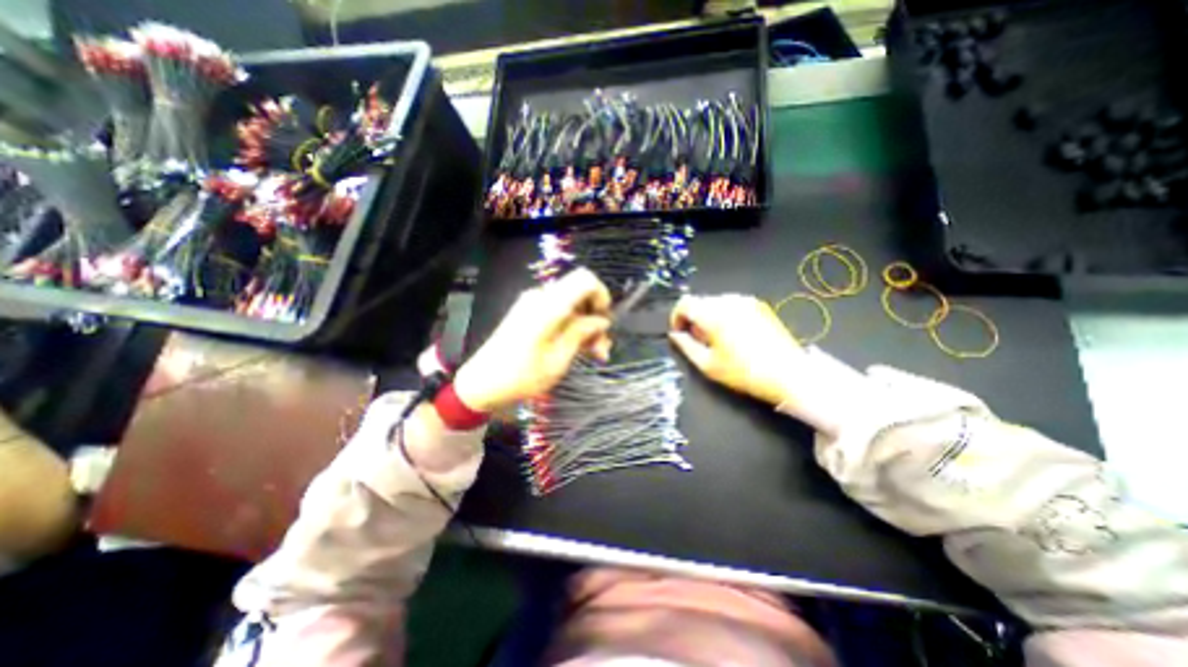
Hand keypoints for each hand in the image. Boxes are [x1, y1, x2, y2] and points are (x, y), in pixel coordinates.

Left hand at [451, 268, 606, 414]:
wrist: (482, 384)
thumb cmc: (522, 376)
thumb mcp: (559, 359)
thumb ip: (582, 333)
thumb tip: (602, 320)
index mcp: (549, 304)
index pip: (585, 279)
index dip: (601, 296)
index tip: (604, 322)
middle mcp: (542, 297)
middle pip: (580, 294)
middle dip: (595, 318)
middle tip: (602, 349)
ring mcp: (534, 304)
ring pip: (571, 306)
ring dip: (585, 327)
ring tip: (595, 355)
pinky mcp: (529, 314)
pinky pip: (558, 312)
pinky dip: (571, 327)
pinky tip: (579, 349)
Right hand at [666, 294, 806, 406]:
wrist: (789, 374)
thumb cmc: (744, 373)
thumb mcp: (708, 365)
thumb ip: (686, 346)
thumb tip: (674, 335)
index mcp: (714, 314)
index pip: (685, 303)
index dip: (676, 317)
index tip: (679, 332)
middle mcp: (729, 301)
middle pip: (700, 301)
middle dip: (693, 318)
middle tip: (698, 340)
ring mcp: (746, 301)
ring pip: (715, 302)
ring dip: (708, 315)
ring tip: (716, 338)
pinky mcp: (759, 305)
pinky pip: (732, 304)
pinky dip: (724, 314)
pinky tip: (733, 334)